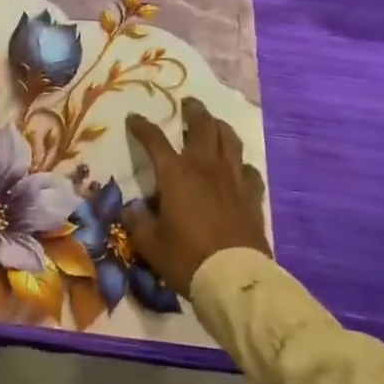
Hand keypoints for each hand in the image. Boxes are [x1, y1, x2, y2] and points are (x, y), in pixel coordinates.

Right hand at [124, 98, 268, 297]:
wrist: (235, 280)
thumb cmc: (186, 257)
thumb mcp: (150, 243)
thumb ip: (136, 221)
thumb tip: (131, 209)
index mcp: (175, 173)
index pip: (154, 140)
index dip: (142, 126)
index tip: (135, 119)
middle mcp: (204, 167)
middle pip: (202, 126)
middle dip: (193, 111)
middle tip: (188, 103)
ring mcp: (232, 179)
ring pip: (229, 140)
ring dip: (220, 127)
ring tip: (213, 123)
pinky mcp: (252, 196)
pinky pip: (248, 170)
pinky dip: (240, 164)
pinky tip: (237, 168)